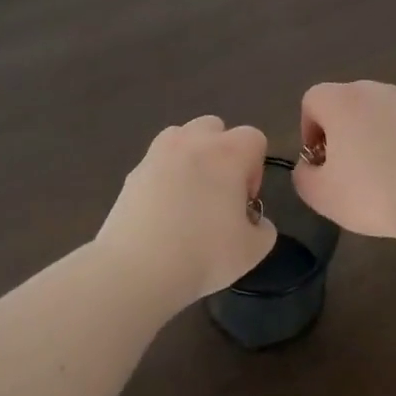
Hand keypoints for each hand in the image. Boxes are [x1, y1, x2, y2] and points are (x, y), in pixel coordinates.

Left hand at [95, 115, 278, 306]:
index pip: (254, 138)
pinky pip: (157, 162)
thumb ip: (263, 229)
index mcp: (227, 153)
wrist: (138, 269)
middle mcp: (192, 142)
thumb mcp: (252, 250)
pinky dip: (164, 176)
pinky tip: (163, 212)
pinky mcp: (132, 172)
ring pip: (181, 137)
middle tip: (220, 192)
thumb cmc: (204, 255)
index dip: (255, 168)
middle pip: (215, 127)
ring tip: (189, 195)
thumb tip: (254, 222)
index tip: (245, 200)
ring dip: (191, 156)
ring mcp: (157, 154)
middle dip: (222, 152)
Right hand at [293, 82, 395, 244]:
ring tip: (375, 180)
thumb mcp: (320, 194)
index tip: (319, 163)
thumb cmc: (372, 192)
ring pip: (374, 117)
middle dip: (338, 135)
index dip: (307, 131)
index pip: (312, 100)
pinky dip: (395, 147)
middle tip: (343, 172)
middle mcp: (375, 91)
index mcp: (342, 100)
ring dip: (367, 141)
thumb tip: (311, 166)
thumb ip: (303, 175)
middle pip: (344, 105)